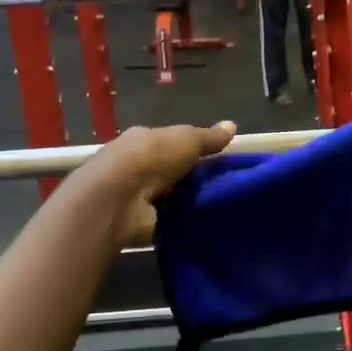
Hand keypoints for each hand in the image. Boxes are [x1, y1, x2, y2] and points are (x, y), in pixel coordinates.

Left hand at [89, 121, 235, 246]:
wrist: (118, 200)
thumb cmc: (152, 158)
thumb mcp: (186, 139)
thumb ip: (208, 137)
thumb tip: (232, 125)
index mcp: (143, 140)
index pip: (171, 142)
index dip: (193, 149)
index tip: (220, 159)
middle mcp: (136, 166)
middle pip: (171, 171)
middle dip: (192, 177)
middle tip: (225, 185)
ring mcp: (135, 196)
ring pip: (169, 196)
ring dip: (188, 202)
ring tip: (220, 207)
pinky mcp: (138, 222)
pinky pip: (167, 221)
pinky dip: (181, 223)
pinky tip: (203, 224)